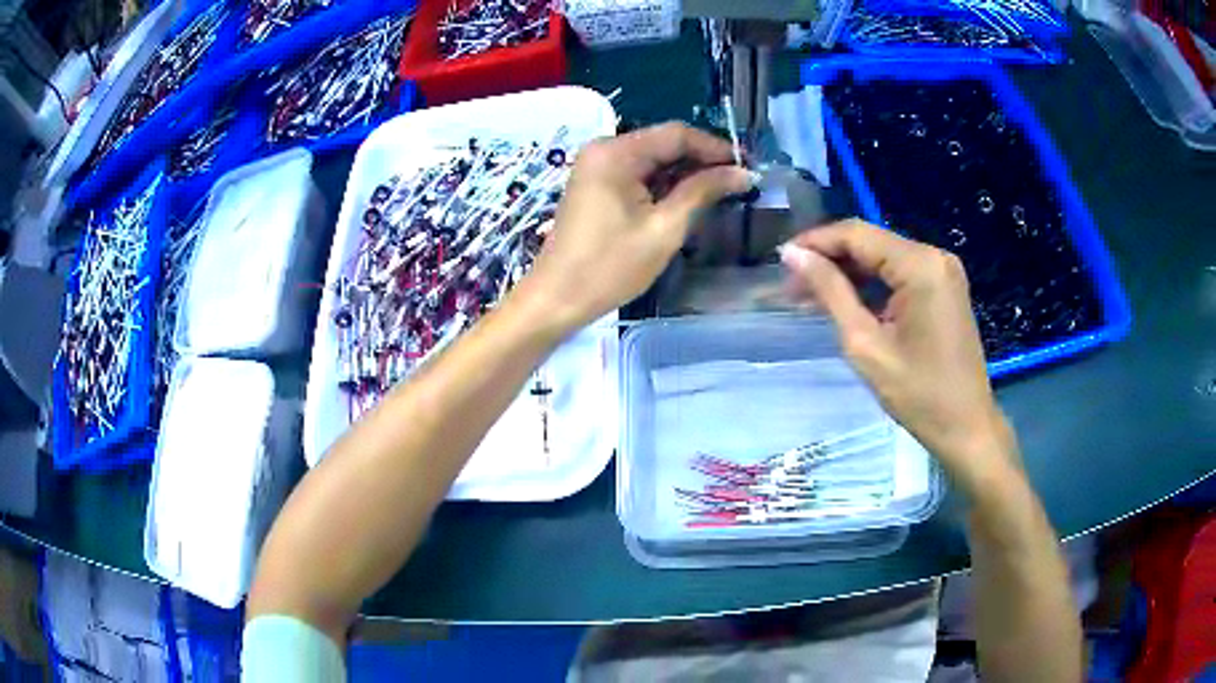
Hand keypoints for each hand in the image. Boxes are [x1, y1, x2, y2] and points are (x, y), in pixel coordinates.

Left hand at [520, 122, 753, 333]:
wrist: (556, 298)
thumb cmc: (609, 266)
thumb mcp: (664, 229)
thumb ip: (703, 193)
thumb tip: (742, 173)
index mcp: (616, 152)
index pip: (676, 134)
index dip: (715, 148)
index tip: (746, 167)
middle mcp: (603, 149)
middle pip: (663, 143)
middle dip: (701, 161)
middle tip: (737, 184)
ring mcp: (596, 166)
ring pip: (652, 159)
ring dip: (684, 174)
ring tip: (719, 195)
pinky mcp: (595, 184)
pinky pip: (637, 174)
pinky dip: (662, 184)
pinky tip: (686, 201)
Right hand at [780, 220, 1020, 493]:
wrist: (966, 427)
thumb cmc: (918, 394)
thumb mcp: (865, 344)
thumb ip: (830, 292)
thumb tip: (794, 255)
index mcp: (920, 265)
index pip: (856, 234)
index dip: (816, 242)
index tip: (781, 260)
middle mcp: (934, 256)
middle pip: (870, 242)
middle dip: (830, 260)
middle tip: (792, 286)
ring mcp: (942, 271)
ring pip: (883, 257)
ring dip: (848, 273)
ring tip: (810, 297)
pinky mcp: (944, 287)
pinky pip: (899, 274)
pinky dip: (871, 285)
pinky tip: (846, 302)